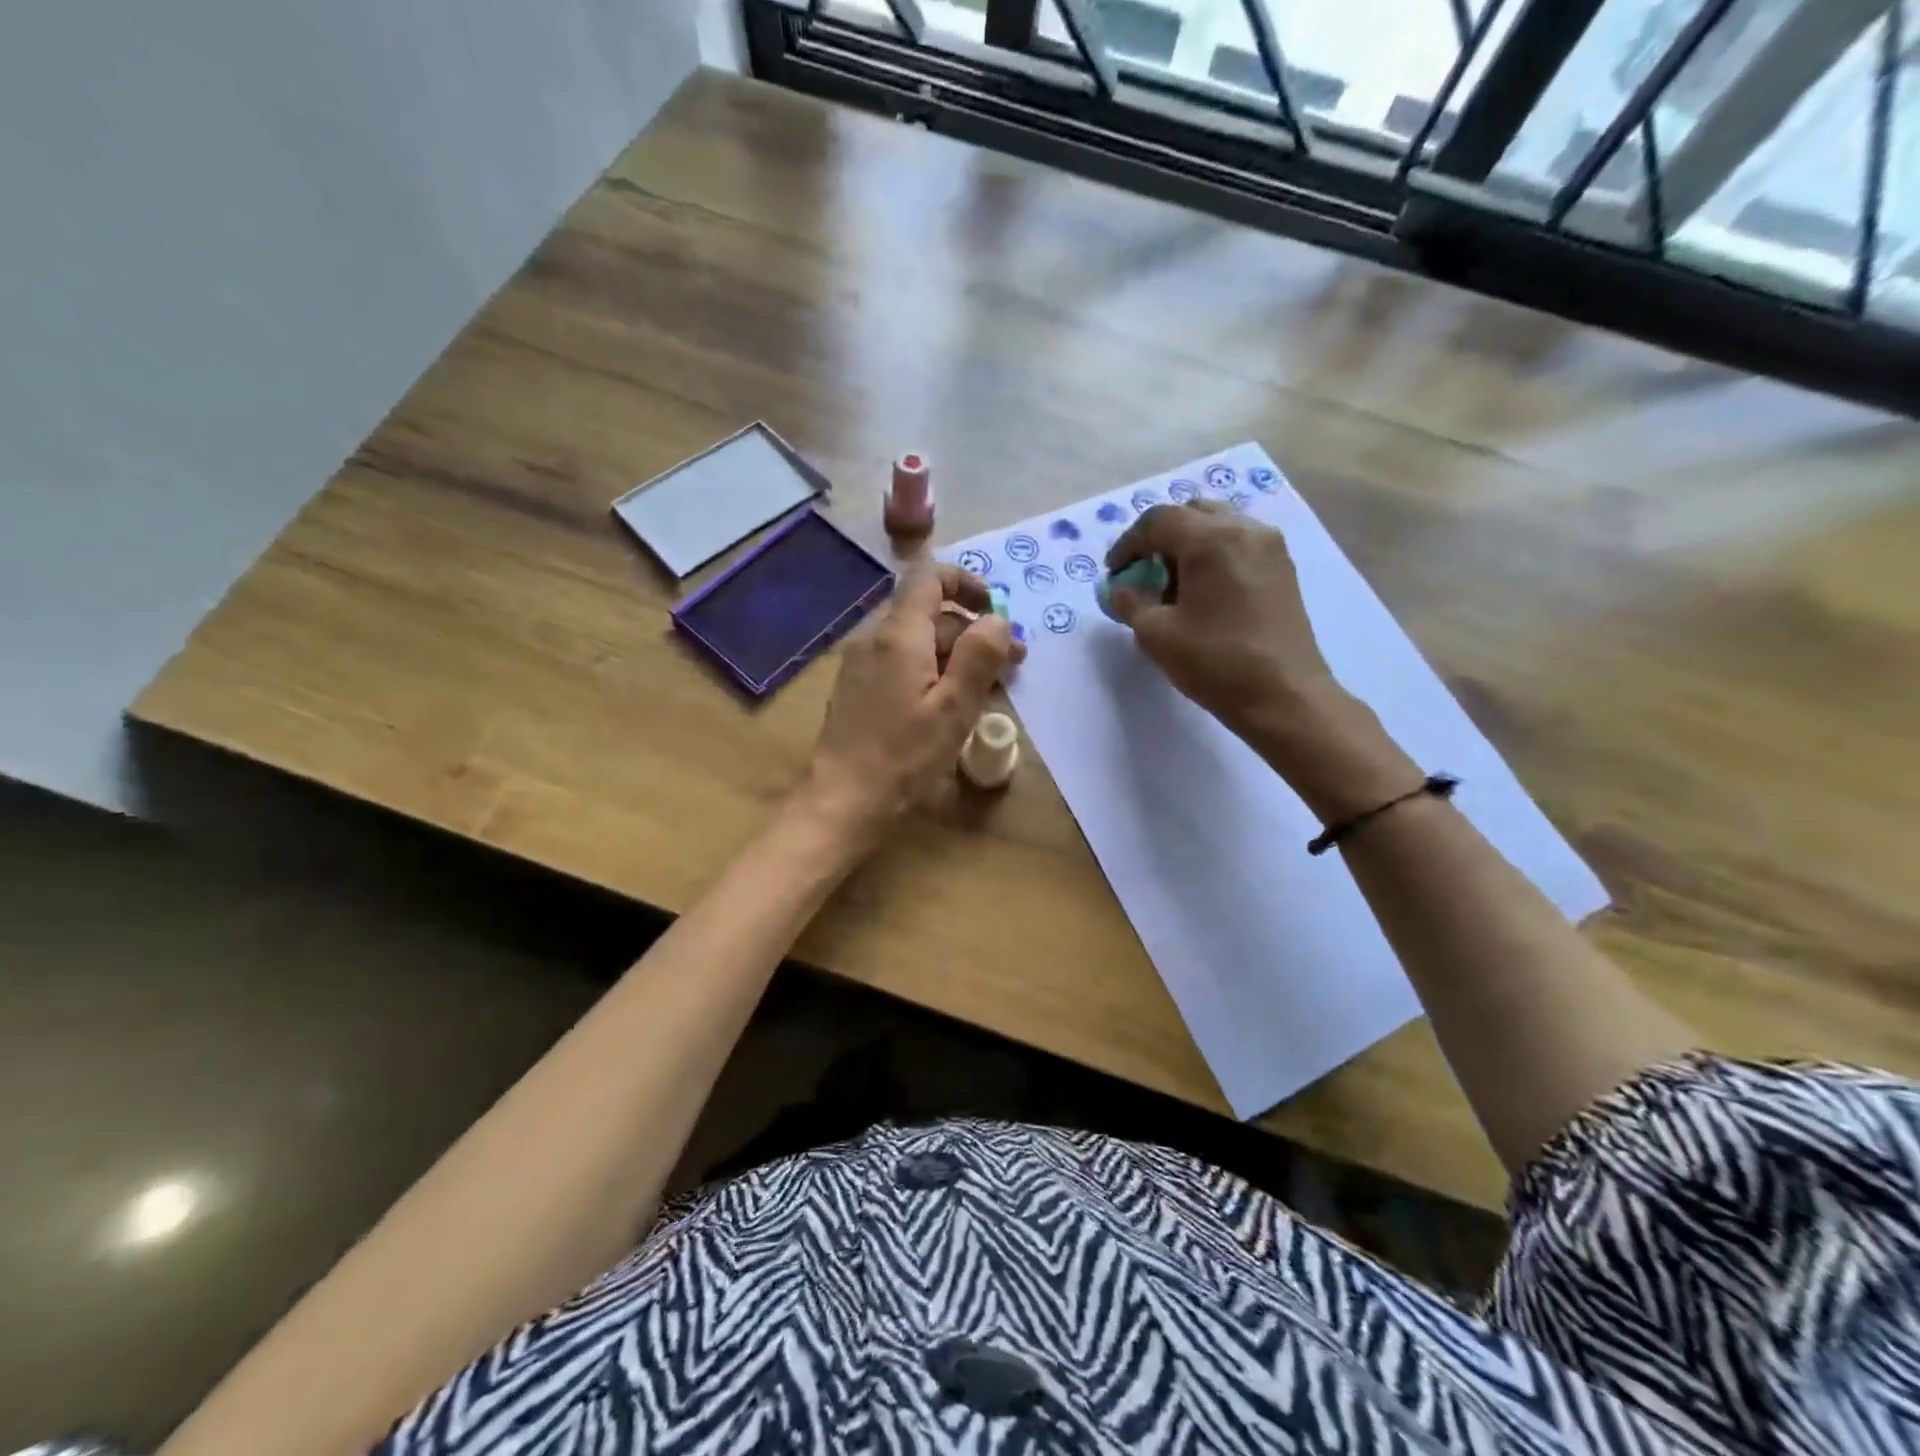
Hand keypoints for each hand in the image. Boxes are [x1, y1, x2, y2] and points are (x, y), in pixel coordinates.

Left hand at [797, 563, 1023, 848]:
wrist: (842, 801)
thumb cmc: (903, 757)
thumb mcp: (954, 709)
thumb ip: (979, 656)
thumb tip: (998, 619)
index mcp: (898, 635)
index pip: (930, 577)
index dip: (967, 584)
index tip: (996, 612)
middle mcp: (875, 638)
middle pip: (928, 614)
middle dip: (972, 631)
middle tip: (1011, 666)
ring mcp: (861, 663)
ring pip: (917, 641)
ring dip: (955, 655)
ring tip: (988, 689)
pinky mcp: (857, 688)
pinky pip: (900, 663)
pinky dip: (931, 671)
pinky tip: (950, 704)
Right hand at [1106, 501, 1412, 816]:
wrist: (1284, 696)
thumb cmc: (1215, 662)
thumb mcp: (1156, 635)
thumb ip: (1131, 603)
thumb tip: (1122, 590)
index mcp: (1210, 539)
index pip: (1158, 521)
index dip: (1128, 544)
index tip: (1114, 572)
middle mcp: (1244, 529)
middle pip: (1192, 513)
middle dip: (1160, 538)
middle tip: (1143, 572)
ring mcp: (1270, 547)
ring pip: (1219, 525)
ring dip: (1189, 545)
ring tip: (1173, 585)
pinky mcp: (1283, 569)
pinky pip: (1239, 544)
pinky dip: (1214, 555)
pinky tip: (1203, 593)